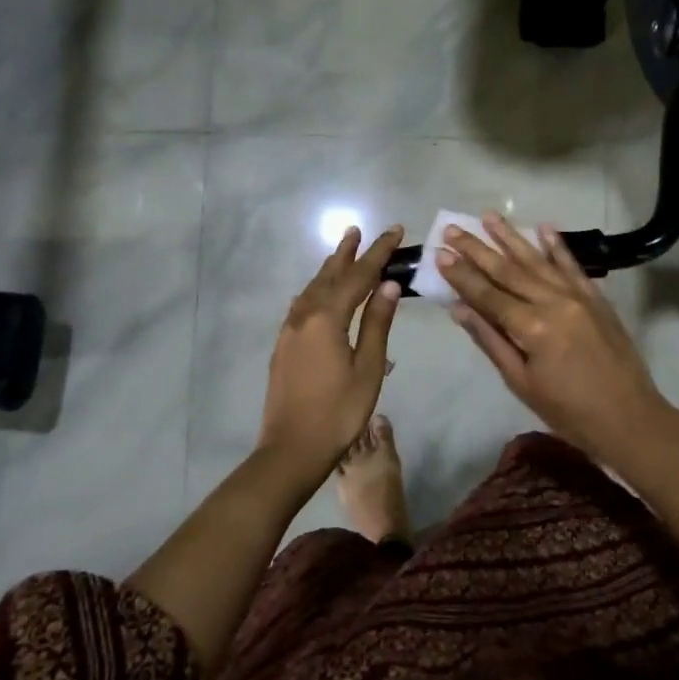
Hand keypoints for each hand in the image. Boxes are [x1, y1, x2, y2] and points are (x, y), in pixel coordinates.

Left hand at [257, 225, 403, 482]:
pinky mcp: (284, 346)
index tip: (394, 231)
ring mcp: (289, 331)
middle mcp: (304, 316)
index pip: (358, 276)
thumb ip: (377, 323)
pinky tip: (319, 294)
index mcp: (327, 318)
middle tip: (357, 230)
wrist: (292, 449)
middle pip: (329, 276)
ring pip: (312, 289)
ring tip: (342, 253)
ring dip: (329, 269)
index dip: (378, 253)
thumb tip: (389, 285)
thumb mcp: (367, 368)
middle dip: (347, 253)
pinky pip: (302, 305)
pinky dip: (316, 291)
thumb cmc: (339, 412)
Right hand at [438, 211, 673, 457]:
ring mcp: (578, 296)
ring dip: (511, 237)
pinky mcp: (597, 298)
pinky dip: (557, 246)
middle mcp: (553, 301)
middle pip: (508, 270)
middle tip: (453, 228)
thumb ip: (491, 341)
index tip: (439, 252)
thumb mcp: (521, 383)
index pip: (487, 294)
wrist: (630, 418)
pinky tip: (544, 227)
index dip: (461, 274)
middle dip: (478, 248)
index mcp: (532, 327)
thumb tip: (460, 309)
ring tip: (489, 215)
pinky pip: (573, 265)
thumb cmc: (568, 412)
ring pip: (538, 260)